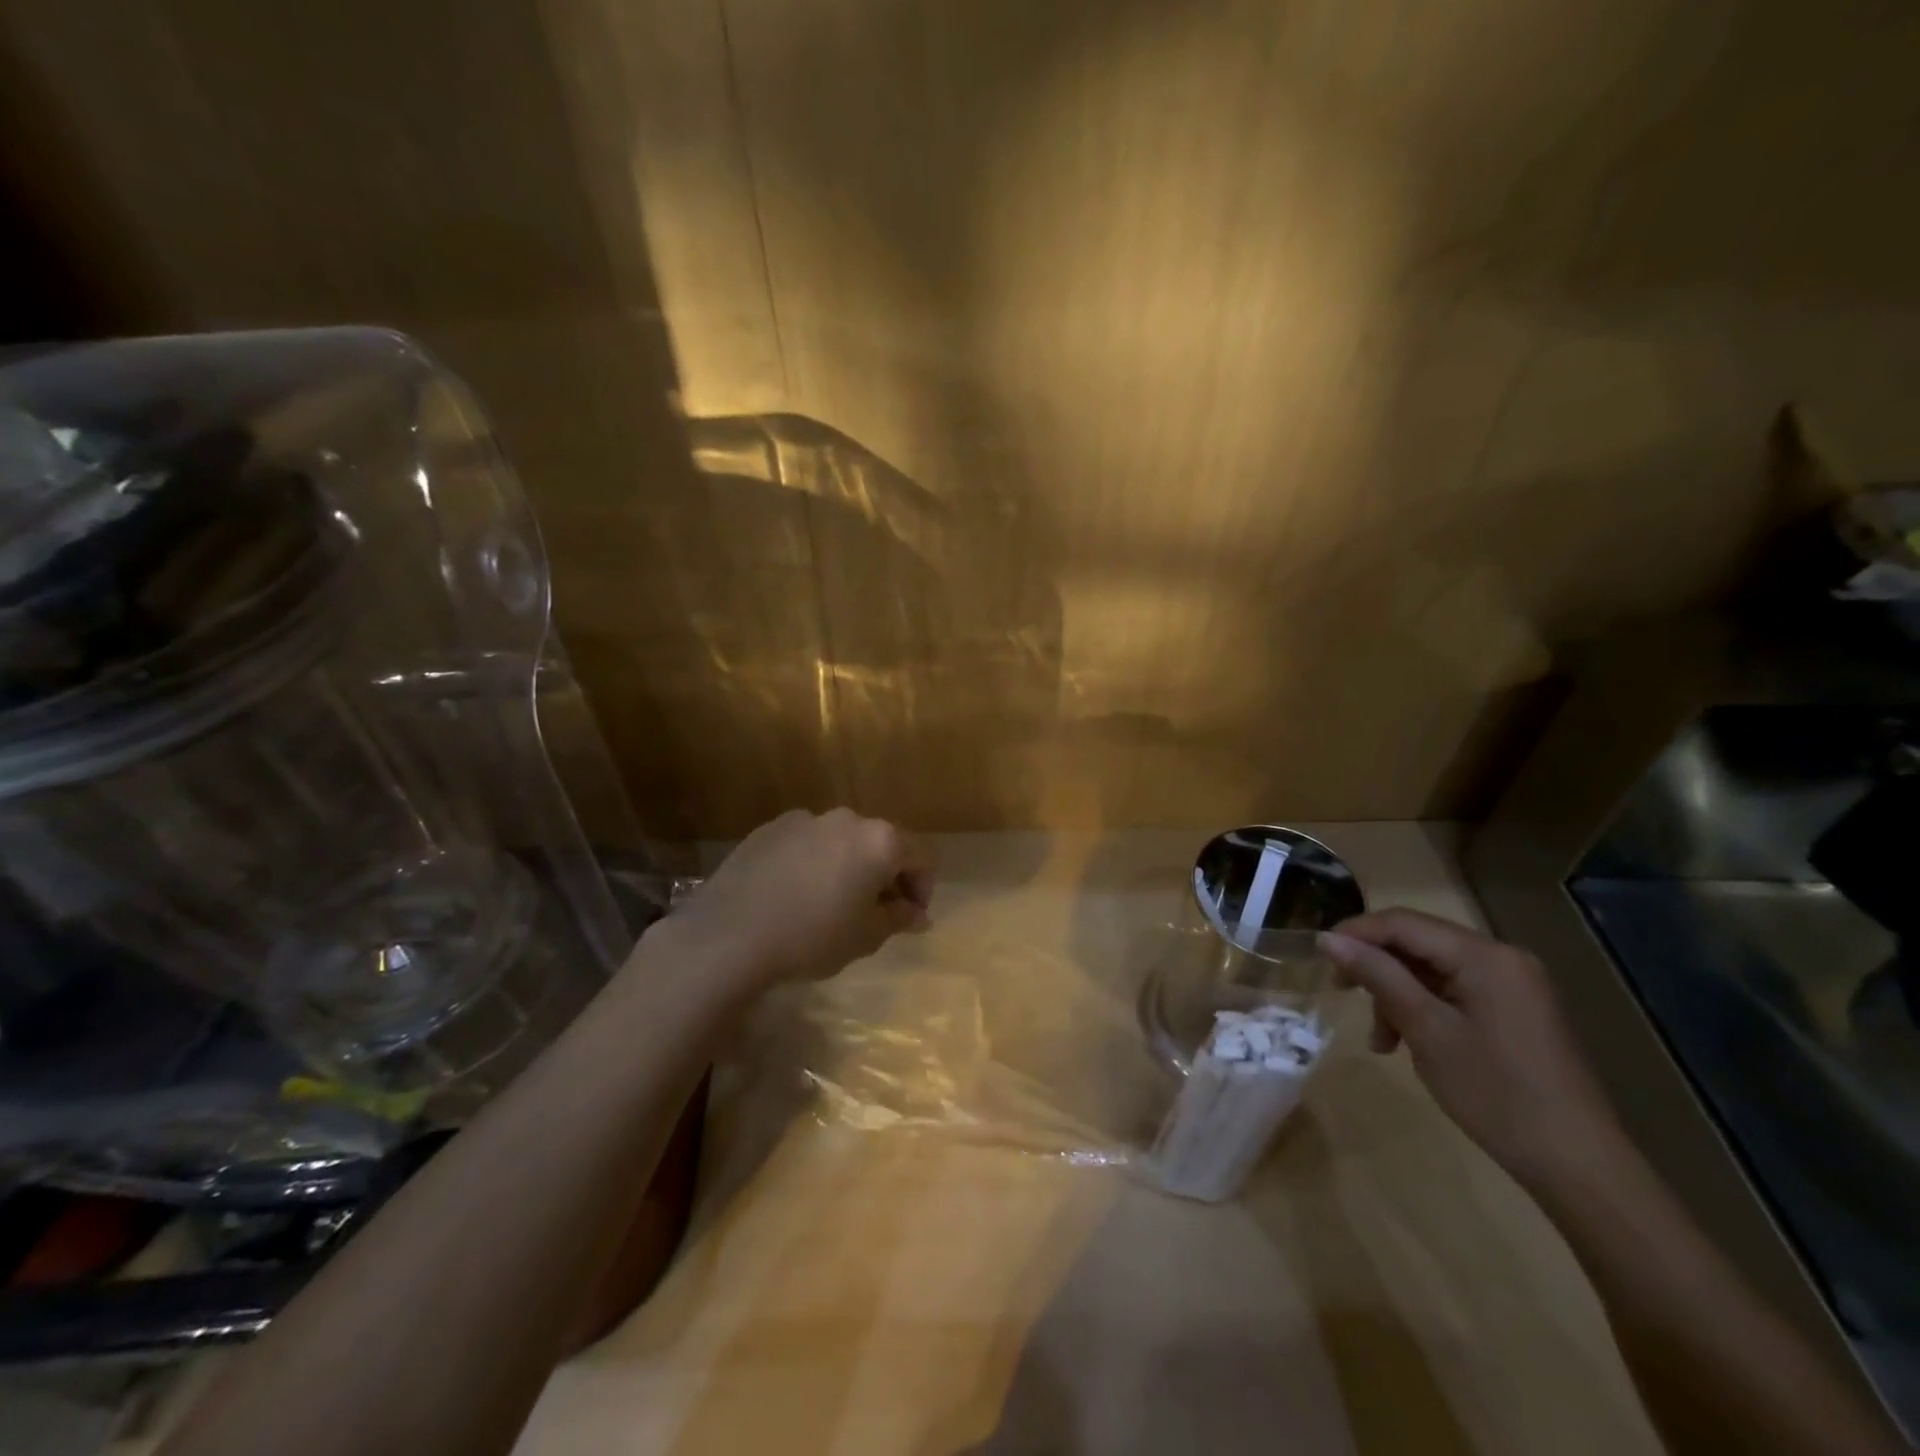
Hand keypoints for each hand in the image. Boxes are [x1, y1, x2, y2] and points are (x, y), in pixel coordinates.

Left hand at [658, 808, 933, 991]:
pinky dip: (812, 862)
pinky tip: (792, 895)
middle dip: (885, 876)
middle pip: (882, 843)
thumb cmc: (812, 938)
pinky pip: (807, 843)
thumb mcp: (867, 936)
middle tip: (873, 914)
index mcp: (880, 840)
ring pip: (842, 841)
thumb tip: (918, 914)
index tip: (909, 918)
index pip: (922, 856)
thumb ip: (899, 918)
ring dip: (848, 867)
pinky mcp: (770, 828)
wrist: (729, 936)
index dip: (923, 888)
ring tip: (828, 904)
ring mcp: (805, 819)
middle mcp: (847, 818)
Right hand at [1319, 909, 1621, 1185]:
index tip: (1318, 957)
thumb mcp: (1426, 1030)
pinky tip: (1410, 1042)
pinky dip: (1424, 1009)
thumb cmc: (1496, 1093)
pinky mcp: (1516, 1010)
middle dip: (1376, 969)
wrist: (1578, 1165)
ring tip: (1382, 1041)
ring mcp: (1513, 984)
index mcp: (1485, 956)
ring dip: (1397, 995)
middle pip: (1417, 943)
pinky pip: (1454, 991)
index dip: (1355, 933)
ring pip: (1432, 969)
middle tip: (1344, 998)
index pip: (1403, 923)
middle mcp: (1502, 958)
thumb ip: (1377, 976)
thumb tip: (1328, 938)